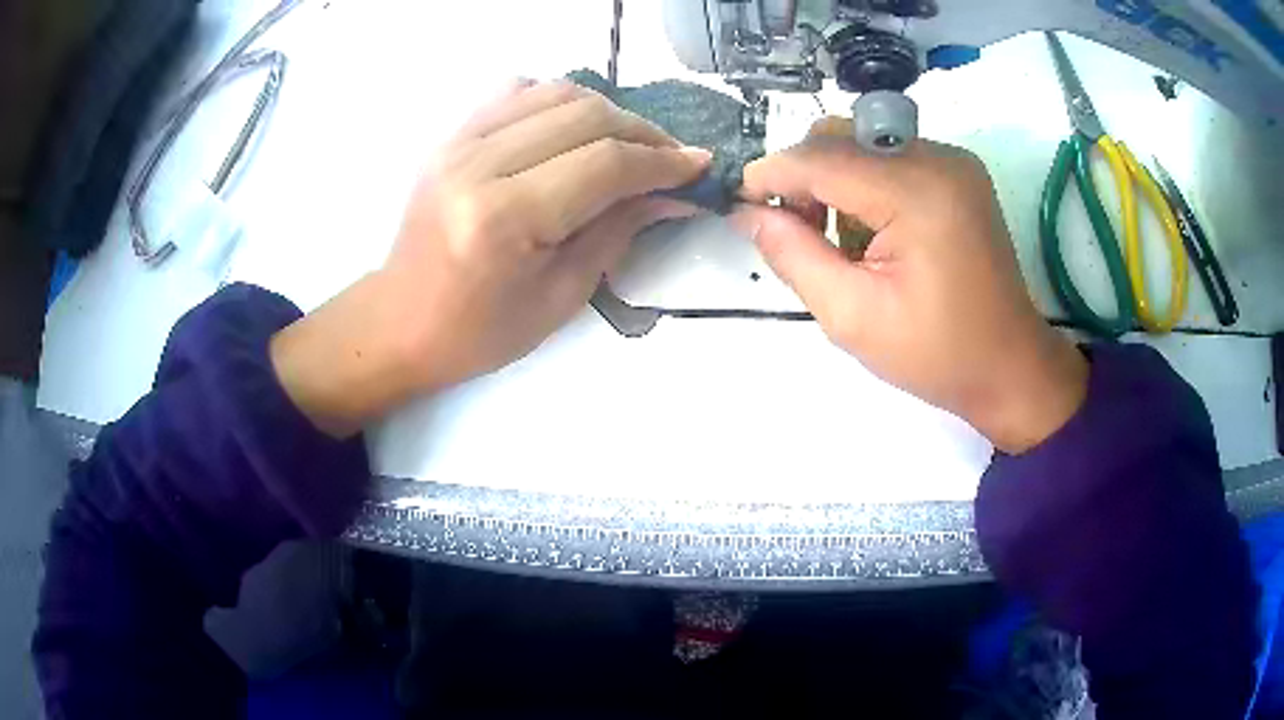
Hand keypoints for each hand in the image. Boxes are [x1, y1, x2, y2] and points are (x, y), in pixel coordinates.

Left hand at [272, 80, 709, 435]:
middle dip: (643, 132)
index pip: (604, 163)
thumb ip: (619, 231)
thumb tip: (674, 194)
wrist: (401, 321)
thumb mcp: (561, 296)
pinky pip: (516, 93)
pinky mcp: (450, 137)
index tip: (698, 167)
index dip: (661, 162)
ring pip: (554, 92)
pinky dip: (558, 100)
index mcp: (504, 218)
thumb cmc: (479, 331)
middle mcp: (478, 164)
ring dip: (606, 110)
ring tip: (629, 142)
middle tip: (670, 158)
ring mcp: (458, 142)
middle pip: (584, 115)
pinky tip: (573, 128)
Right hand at [732, 135, 1087, 453]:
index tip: (740, 203)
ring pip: (863, 144)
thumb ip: (793, 255)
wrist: (1009, 367)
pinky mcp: (959, 173)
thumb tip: (747, 212)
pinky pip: (891, 157)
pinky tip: (871, 231)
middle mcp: (938, 159)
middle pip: (841, 138)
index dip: (772, 174)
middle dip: (804, 176)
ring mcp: (954, 162)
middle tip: (795, 231)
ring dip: (834, 180)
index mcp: (917, 192)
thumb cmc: (936, 354)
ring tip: (836, 239)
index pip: (822, 158)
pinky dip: (865, 185)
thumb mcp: (852, 316)